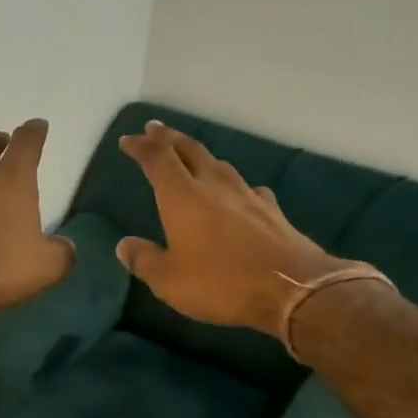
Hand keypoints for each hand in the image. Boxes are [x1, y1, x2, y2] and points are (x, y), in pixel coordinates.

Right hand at [116, 121, 349, 337]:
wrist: (293, 289)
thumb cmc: (221, 283)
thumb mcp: (169, 281)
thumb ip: (144, 260)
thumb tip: (124, 245)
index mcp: (182, 197)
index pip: (157, 159)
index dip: (141, 146)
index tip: (128, 140)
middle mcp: (214, 185)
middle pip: (190, 150)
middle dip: (169, 138)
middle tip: (155, 129)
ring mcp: (247, 195)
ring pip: (218, 164)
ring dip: (200, 156)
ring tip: (190, 156)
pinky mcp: (271, 210)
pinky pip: (246, 187)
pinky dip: (232, 184)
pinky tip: (236, 193)